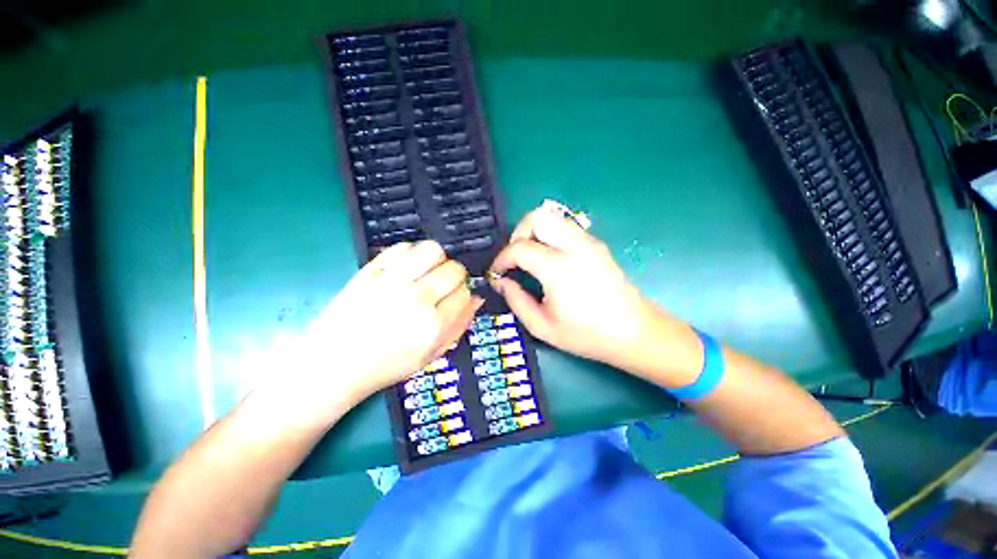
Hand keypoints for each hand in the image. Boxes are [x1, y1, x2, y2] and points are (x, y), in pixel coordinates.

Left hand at [257, 241, 481, 423]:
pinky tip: (407, 268)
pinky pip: (401, 248)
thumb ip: (459, 326)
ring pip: (432, 250)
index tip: (454, 298)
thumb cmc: (386, 365)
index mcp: (433, 325)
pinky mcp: (370, 271)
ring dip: (437, 259)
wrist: (333, 364)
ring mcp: (392, 282)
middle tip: (442, 285)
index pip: (465, 293)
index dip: (463, 293)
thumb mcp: (431, 355)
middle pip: (454, 269)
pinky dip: (411, 254)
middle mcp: (417, 299)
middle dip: (455, 276)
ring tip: (427, 271)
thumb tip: (477, 298)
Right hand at [489, 206, 655, 370]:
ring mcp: (588, 241)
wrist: (634, 332)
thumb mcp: (542, 326)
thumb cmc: (587, 335)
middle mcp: (575, 246)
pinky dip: (549, 235)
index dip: (501, 259)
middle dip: (517, 233)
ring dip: (533, 232)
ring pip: (552, 217)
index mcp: (559, 269)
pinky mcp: (596, 243)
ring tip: (529, 257)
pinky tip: (549, 259)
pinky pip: (564, 227)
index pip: (519, 248)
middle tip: (514, 258)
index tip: (496, 273)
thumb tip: (500, 281)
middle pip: (537, 217)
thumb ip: (515, 300)